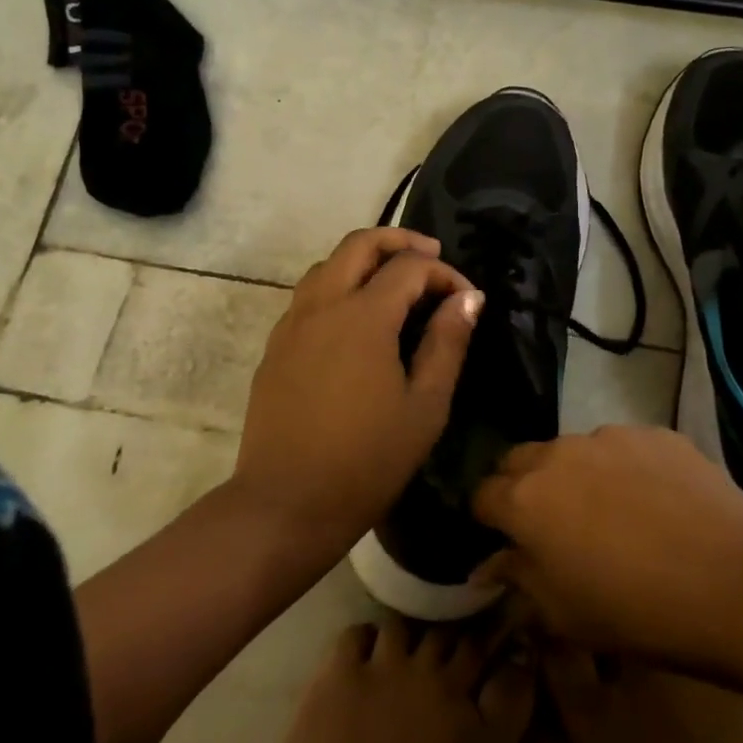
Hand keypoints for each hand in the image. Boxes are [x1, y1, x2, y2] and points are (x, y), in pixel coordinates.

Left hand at [233, 228, 485, 551]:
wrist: (287, 502)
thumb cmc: (368, 460)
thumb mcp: (425, 406)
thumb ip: (447, 344)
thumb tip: (468, 298)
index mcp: (363, 316)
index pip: (408, 267)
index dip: (443, 273)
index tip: (466, 299)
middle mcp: (322, 305)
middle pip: (359, 244)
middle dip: (398, 241)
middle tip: (430, 257)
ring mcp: (291, 324)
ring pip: (327, 265)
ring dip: (363, 260)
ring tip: (394, 284)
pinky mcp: (275, 346)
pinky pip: (308, 295)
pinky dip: (337, 286)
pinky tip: (355, 320)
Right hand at [472, 426, 742, 666]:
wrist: (737, 584)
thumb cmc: (637, 611)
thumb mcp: (562, 614)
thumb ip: (517, 579)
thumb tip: (492, 562)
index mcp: (525, 499)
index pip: (482, 494)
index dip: (488, 517)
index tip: (502, 537)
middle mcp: (557, 454)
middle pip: (519, 460)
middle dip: (522, 486)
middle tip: (550, 524)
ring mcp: (609, 437)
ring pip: (573, 451)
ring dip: (575, 475)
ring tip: (611, 512)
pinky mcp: (654, 433)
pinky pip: (622, 448)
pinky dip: (623, 469)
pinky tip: (655, 503)